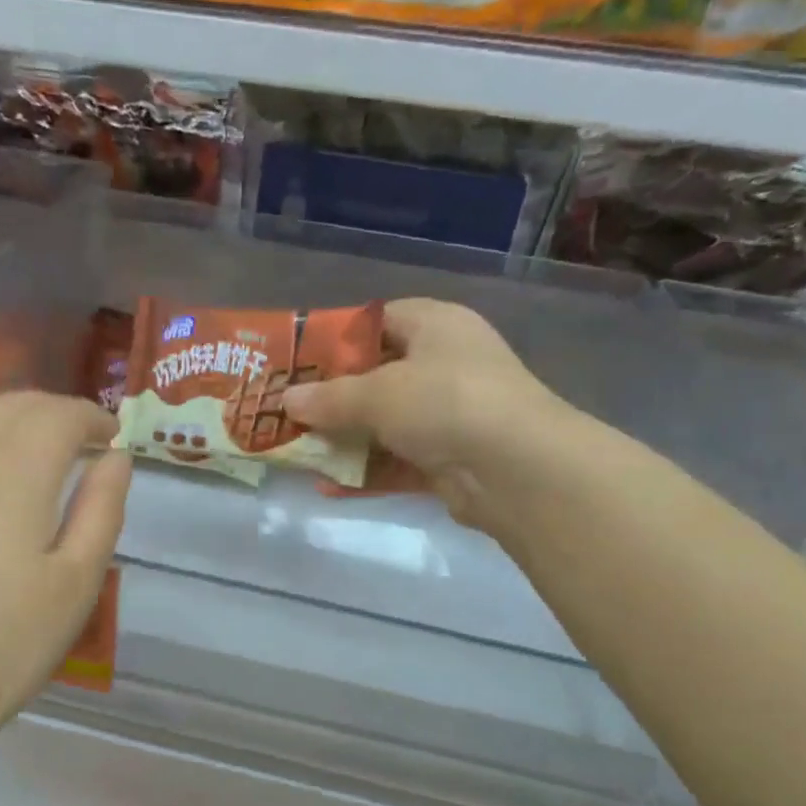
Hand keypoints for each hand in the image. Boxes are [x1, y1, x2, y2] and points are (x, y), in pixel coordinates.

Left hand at [0, 391, 129, 788]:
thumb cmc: (4, 642)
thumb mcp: (76, 583)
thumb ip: (102, 508)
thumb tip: (116, 457)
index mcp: (14, 470)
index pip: (60, 414)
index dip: (94, 417)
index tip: (114, 437)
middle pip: (14, 405)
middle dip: (56, 413)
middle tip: (83, 442)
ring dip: (11, 417)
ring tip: (34, 447)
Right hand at [283, 299, 573, 533]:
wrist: (517, 470)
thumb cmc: (445, 402)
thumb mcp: (378, 393)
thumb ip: (329, 397)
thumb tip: (287, 400)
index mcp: (435, 325)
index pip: (376, 321)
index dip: (334, 339)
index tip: (296, 362)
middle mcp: (446, 364)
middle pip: (377, 376)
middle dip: (332, 398)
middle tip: (289, 412)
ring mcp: (451, 414)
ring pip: (385, 423)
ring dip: (344, 440)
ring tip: (298, 451)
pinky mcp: (450, 459)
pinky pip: (397, 461)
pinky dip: (366, 472)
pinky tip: (327, 485)